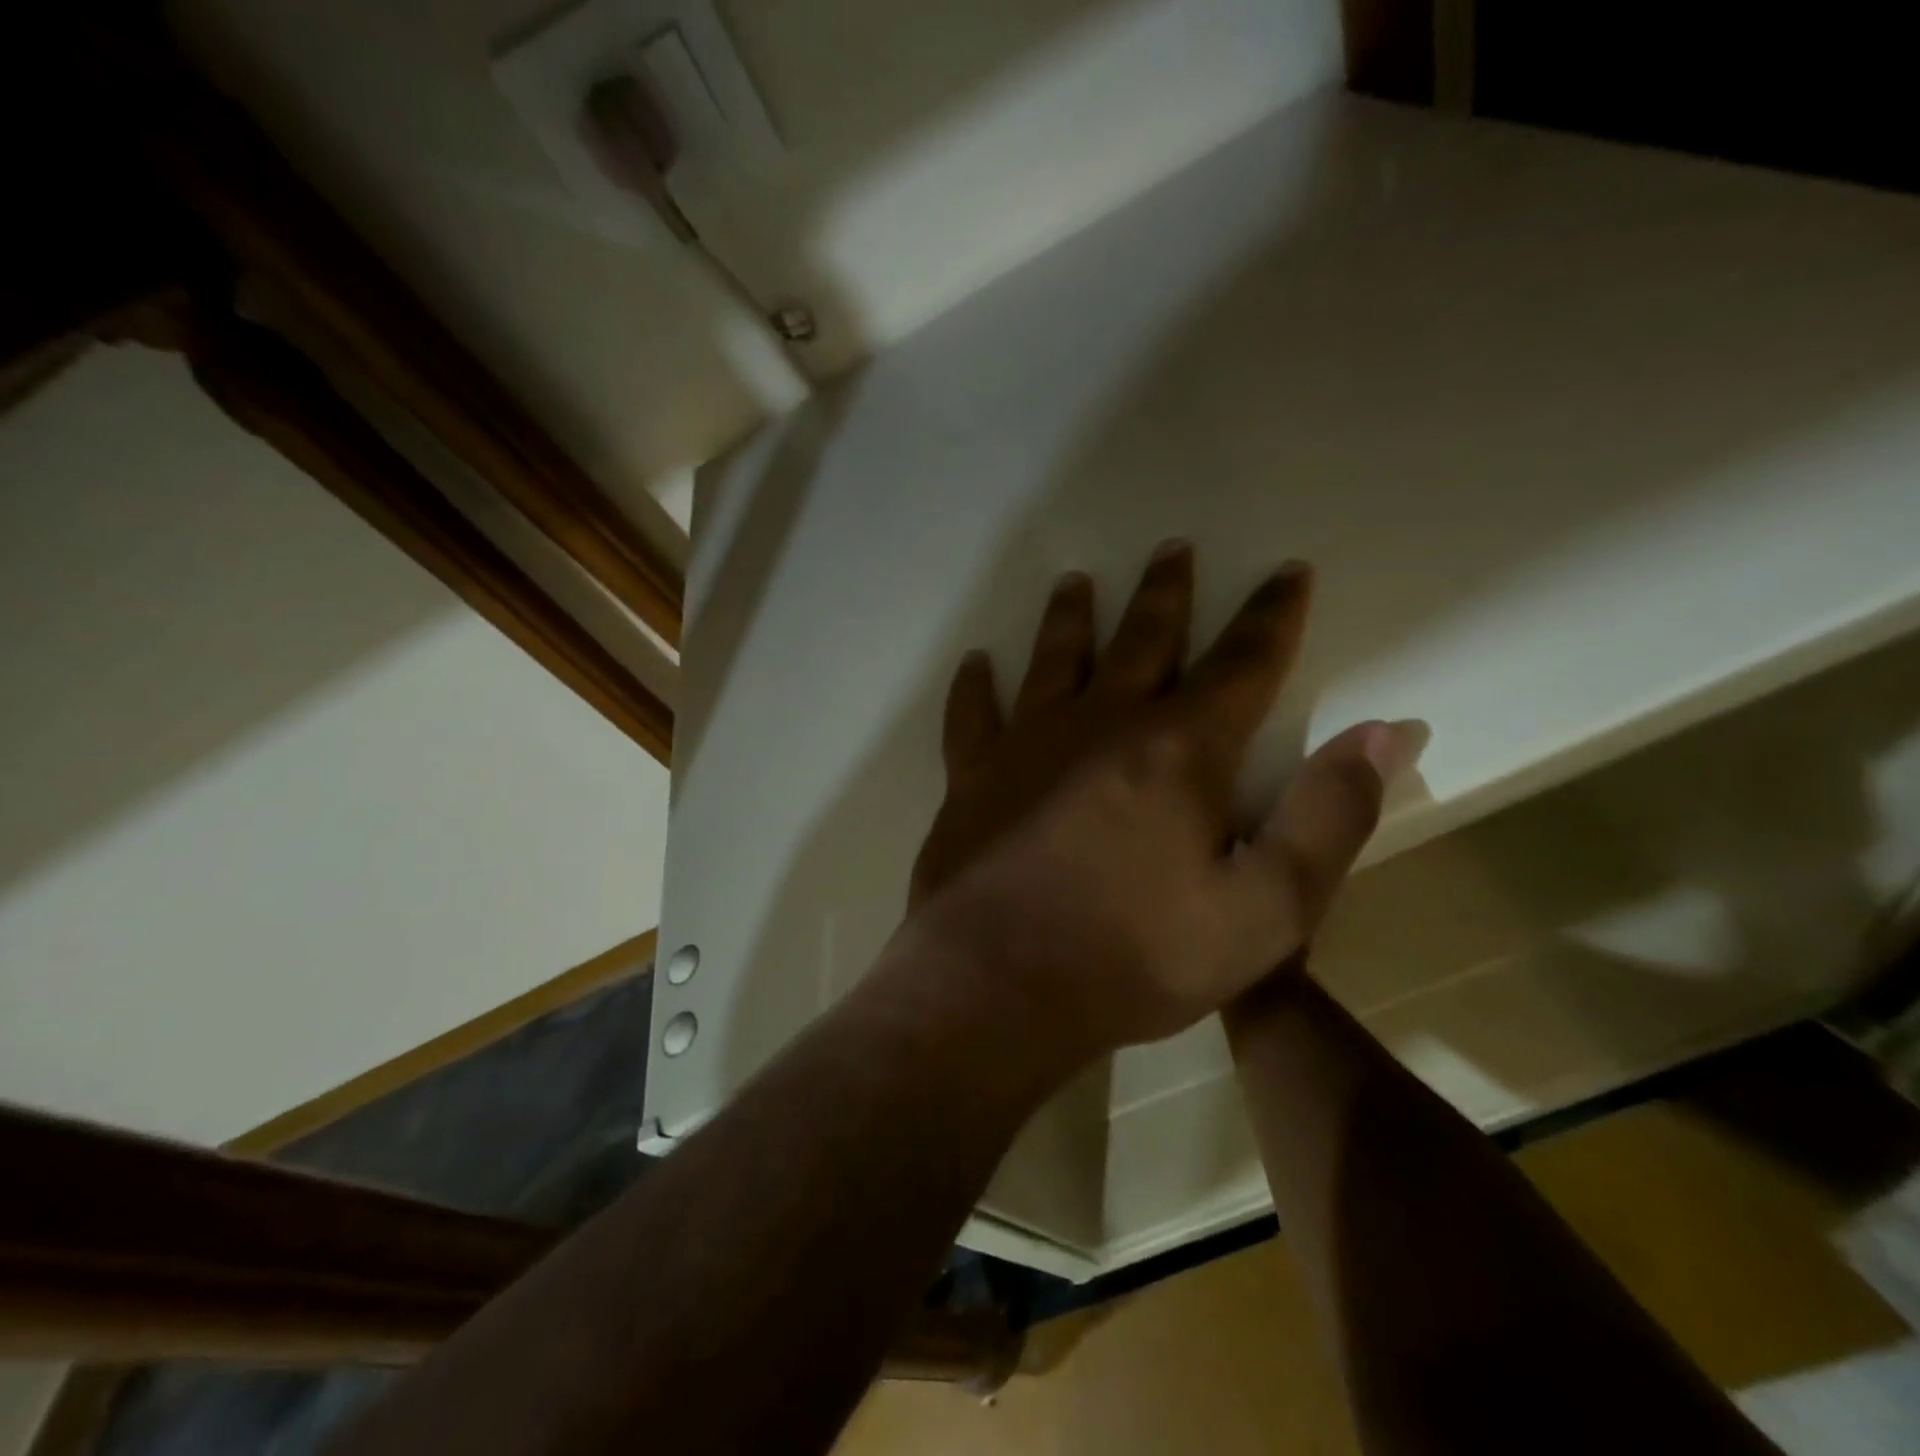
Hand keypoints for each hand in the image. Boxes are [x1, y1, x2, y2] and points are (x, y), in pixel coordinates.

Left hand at [906, 542, 1415, 1061]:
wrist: (999, 985)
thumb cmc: (1136, 957)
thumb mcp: (1265, 910)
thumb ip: (1330, 817)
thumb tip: (1386, 732)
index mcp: (1178, 750)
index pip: (1242, 662)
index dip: (1271, 615)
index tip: (1286, 571)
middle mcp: (1100, 725)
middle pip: (1142, 639)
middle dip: (1165, 593)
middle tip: (1172, 547)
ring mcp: (1026, 746)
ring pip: (1053, 660)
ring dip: (1069, 619)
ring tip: (1075, 581)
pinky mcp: (971, 777)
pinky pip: (970, 716)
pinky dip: (973, 688)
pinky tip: (975, 663)